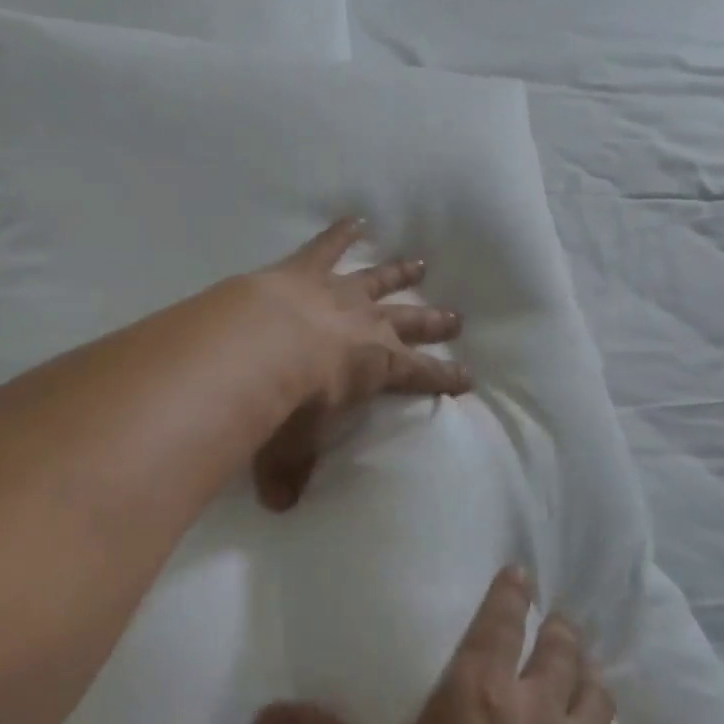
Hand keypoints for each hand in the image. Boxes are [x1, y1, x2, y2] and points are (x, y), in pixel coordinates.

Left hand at [248, 218, 471, 510]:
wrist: (256, 348)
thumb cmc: (285, 405)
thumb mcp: (289, 449)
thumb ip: (287, 475)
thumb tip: (279, 506)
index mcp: (376, 368)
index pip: (420, 375)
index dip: (444, 377)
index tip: (467, 377)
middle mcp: (367, 325)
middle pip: (408, 322)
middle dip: (433, 322)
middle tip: (456, 316)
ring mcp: (338, 292)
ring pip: (378, 279)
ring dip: (399, 273)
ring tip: (420, 262)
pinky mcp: (304, 270)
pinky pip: (327, 246)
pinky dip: (341, 232)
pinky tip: (354, 218)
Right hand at [252, 568, 665, 723]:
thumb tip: (261, 715)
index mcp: (481, 692)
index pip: (500, 623)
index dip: (512, 594)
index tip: (523, 572)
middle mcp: (538, 706)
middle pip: (559, 650)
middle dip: (560, 629)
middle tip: (561, 619)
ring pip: (598, 694)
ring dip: (593, 677)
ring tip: (589, 668)